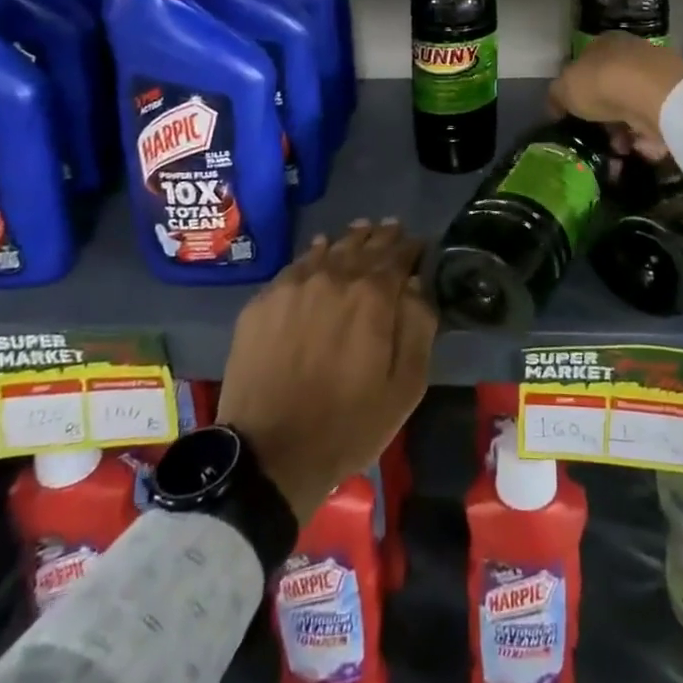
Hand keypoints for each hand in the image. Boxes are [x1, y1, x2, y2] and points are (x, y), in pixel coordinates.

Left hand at [216, 220, 436, 520]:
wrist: (270, 454)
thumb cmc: (349, 424)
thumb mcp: (405, 386)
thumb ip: (418, 327)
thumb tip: (418, 284)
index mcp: (373, 296)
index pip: (398, 256)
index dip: (411, 247)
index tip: (419, 243)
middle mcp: (333, 277)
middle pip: (363, 245)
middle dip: (381, 236)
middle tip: (392, 228)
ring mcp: (294, 286)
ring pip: (328, 249)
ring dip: (349, 240)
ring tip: (360, 231)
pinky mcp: (263, 301)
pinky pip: (296, 266)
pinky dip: (314, 254)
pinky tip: (319, 251)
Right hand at [548, 32, 682, 159]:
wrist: (657, 95)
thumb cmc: (603, 83)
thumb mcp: (565, 89)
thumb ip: (557, 97)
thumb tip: (555, 106)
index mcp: (604, 43)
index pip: (587, 64)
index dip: (579, 90)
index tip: (575, 115)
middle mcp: (632, 53)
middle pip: (613, 88)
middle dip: (604, 116)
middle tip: (598, 137)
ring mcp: (657, 75)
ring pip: (634, 107)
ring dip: (625, 131)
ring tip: (619, 150)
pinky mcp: (676, 98)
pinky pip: (655, 122)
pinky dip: (647, 137)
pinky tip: (639, 148)